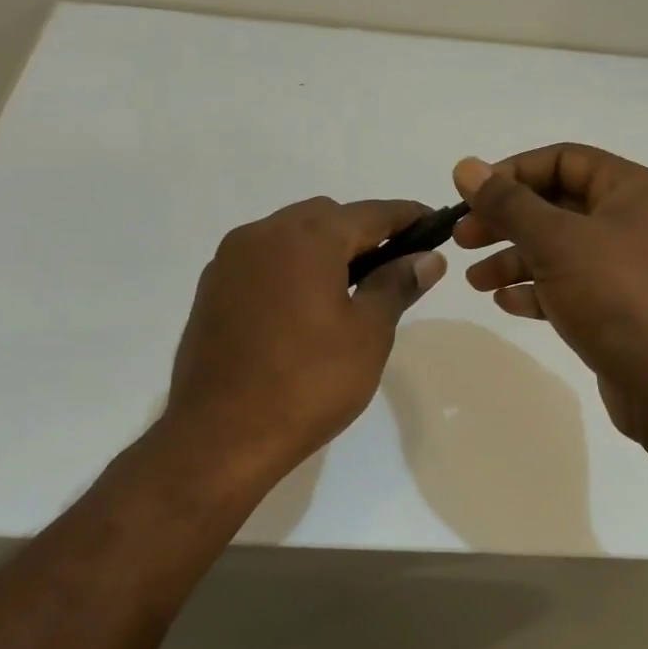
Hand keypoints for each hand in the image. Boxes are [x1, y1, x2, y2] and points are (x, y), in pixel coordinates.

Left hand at [166, 196, 445, 480]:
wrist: (220, 435)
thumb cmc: (308, 383)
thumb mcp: (368, 334)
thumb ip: (397, 284)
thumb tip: (427, 258)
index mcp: (307, 238)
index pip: (370, 213)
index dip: (407, 217)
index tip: (435, 225)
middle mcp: (263, 234)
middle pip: (326, 217)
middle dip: (363, 233)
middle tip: (392, 266)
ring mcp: (230, 261)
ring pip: (290, 236)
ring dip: (324, 249)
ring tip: (350, 289)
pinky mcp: (212, 289)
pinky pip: (263, 261)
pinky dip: (291, 268)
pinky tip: (304, 307)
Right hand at [452, 146, 647, 439]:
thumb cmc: (616, 297)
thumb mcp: (556, 241)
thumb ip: (508, 203)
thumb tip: (466, 167)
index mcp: (630, 190)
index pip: (563, 160)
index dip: (512, 173)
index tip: (471, 196)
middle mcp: (631, 222)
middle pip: (556, 206)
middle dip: (506, 221)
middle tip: (462, 239)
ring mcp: (626, 268)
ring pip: (559, 250)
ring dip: (513, 260)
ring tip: (475, 281)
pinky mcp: (617, 309)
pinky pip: (569, 287)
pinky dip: (536, 291)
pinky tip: (507, 303)